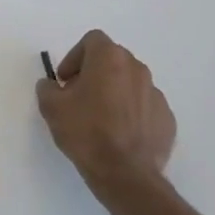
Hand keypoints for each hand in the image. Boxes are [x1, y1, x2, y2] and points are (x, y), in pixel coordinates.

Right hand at [36, 31, 176, 197]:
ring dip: (115, 93)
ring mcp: (156, 93)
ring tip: (101, 119)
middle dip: (94, 73)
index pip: (92, 40)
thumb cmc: (86, 132)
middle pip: (113, 60)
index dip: (75, 57)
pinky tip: (120, 135)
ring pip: (130, 83)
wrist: (126, 174)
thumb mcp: (52, 108)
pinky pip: (145, 107)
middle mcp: (137, 69)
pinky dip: (132, 113)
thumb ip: (48, 88)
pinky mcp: (167, 118)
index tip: (65, 80)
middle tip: (79, 97)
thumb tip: (52, 85)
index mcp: (110, 59)